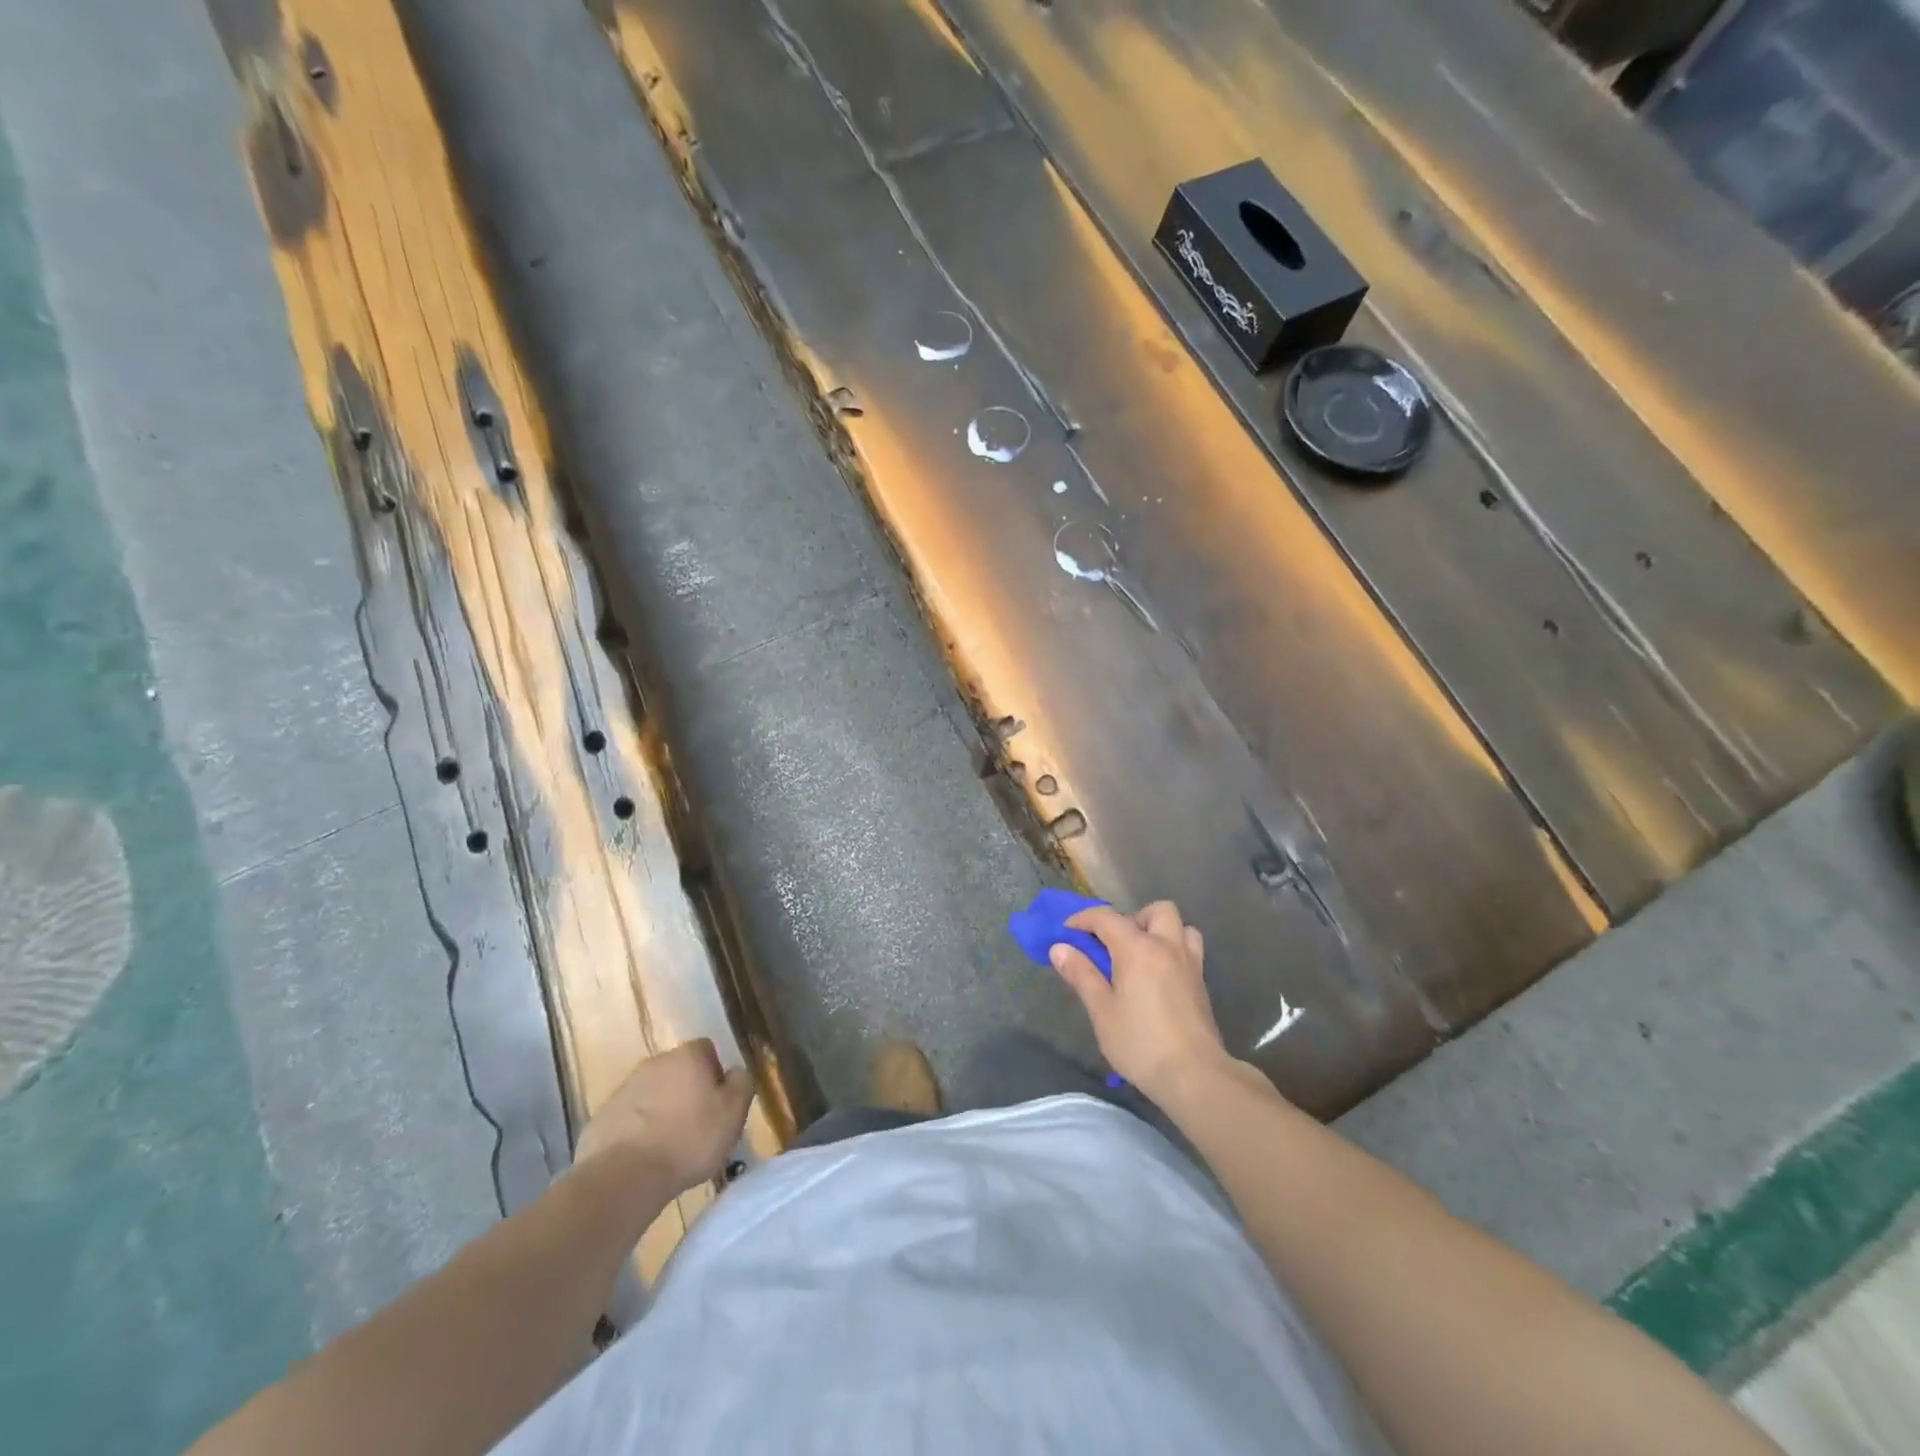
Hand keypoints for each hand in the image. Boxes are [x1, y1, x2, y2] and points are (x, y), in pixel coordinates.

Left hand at [573, 1039, 753, 1193]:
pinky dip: (636, 1132)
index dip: (715, 1074)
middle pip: (677, 1071)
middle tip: (696, 1126)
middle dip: (686, 1092)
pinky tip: (643, 1160)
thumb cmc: (689, 1140)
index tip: (718, 1103)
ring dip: (660, 1112)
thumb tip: (735, 1072)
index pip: (707, 1050)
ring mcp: (623, 1090)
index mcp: (688, 1056)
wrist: (623, 1178)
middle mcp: (654, 1063)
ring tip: (669, 1147)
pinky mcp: (600, 1119)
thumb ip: (742, 1083)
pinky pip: (627, 1120)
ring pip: (651, 1095)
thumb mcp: (734, 1112)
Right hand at [1051, 901, 1233, 1103]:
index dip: (1083, 919)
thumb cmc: (1140, 1043)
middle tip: (1114, 945)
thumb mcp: (1102, 1011)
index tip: (1066, 933)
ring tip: (1141, 956)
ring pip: (1180, 926)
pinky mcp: (1201, 983)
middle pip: (1155, 910)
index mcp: (1138, 948)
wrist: (1194, 1075)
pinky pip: (1189, 949)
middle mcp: (1167, 946)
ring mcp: (1189, 963)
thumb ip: (1081, 974)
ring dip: (1159, 930)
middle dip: (1131, 918)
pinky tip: (1158, 977)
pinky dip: (1172, 950)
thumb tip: (1060, 948)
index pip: (1106, 918)